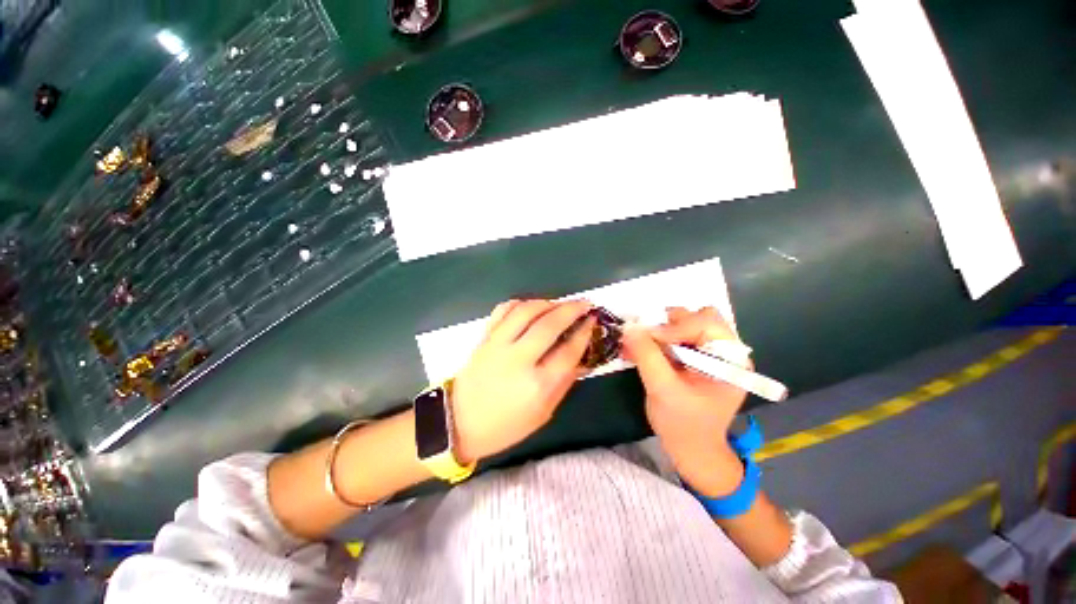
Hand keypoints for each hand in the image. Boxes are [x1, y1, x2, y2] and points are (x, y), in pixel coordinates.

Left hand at [451, 299, 594, 463]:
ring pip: (526, 311)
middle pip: (550, 324)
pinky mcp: (485, 338)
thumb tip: (582, 356)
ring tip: (559, 304)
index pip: (569, 350)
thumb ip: (565, 382)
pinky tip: (531, 306)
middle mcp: (519, 360)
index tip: (593, 321)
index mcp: (538, 385)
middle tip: (584, 303)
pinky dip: (520, 303)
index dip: (584, 332)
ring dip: (548, 302)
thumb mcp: (544, 412)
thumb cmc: (506, 425)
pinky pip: (503, 310)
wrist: (459, 423)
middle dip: (571, 309)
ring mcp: (498, 345)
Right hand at [622, 307, 749, 496]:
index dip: (674, 328)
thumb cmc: (683, 425)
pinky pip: (677, 335)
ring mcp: (711, 354)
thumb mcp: (662, 390)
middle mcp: (725, 352)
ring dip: (663, 330)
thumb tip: (629, 326)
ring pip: (687, 323)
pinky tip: (642, 350)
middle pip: (699, 317)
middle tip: (649, 341)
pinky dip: (658, 339)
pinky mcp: (697, 357)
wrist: (691, 450)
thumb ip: (646, 355)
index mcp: (731, 360)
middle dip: (670, 325)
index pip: (705, 323)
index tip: (647, 339)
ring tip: (644, 346)